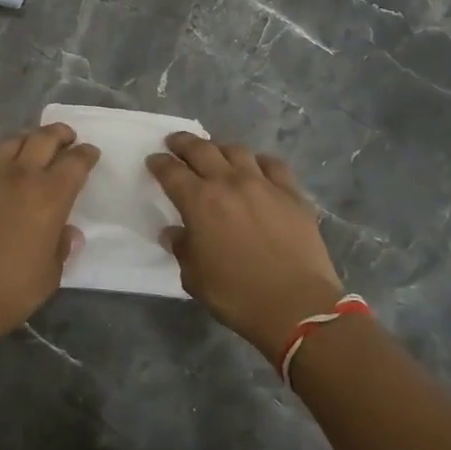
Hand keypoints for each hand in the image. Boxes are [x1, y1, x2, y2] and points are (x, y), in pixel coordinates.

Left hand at [0, 123, 98, 344]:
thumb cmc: (11, 290)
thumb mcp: (50, 274)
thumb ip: (61, 247)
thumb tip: (68, 233)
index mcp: (51, 196)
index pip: (76, 162)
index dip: (86, 154)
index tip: (90, 154)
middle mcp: (21, 176)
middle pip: (44, 138)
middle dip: (60, 133)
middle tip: (66, 138)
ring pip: (11, 141)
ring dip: (27, 140)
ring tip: (31, 147)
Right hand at [147, 135, 344, 358]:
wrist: (297, 306)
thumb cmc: (237, 295)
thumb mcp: (194, 277)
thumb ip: (181, 248)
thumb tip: (173, 232)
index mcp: (199, 201)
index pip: (171, 171)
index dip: (159, 163)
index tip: (153, 160)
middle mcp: (229, 183)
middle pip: (202, 149)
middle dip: (184, 143)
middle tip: (176, 142)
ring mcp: (263, 184)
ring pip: (237, 151)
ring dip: (220, 148)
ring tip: (215, 153)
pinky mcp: (292, 193)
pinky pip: (273, 165)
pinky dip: (259, 162)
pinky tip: (257, 168)